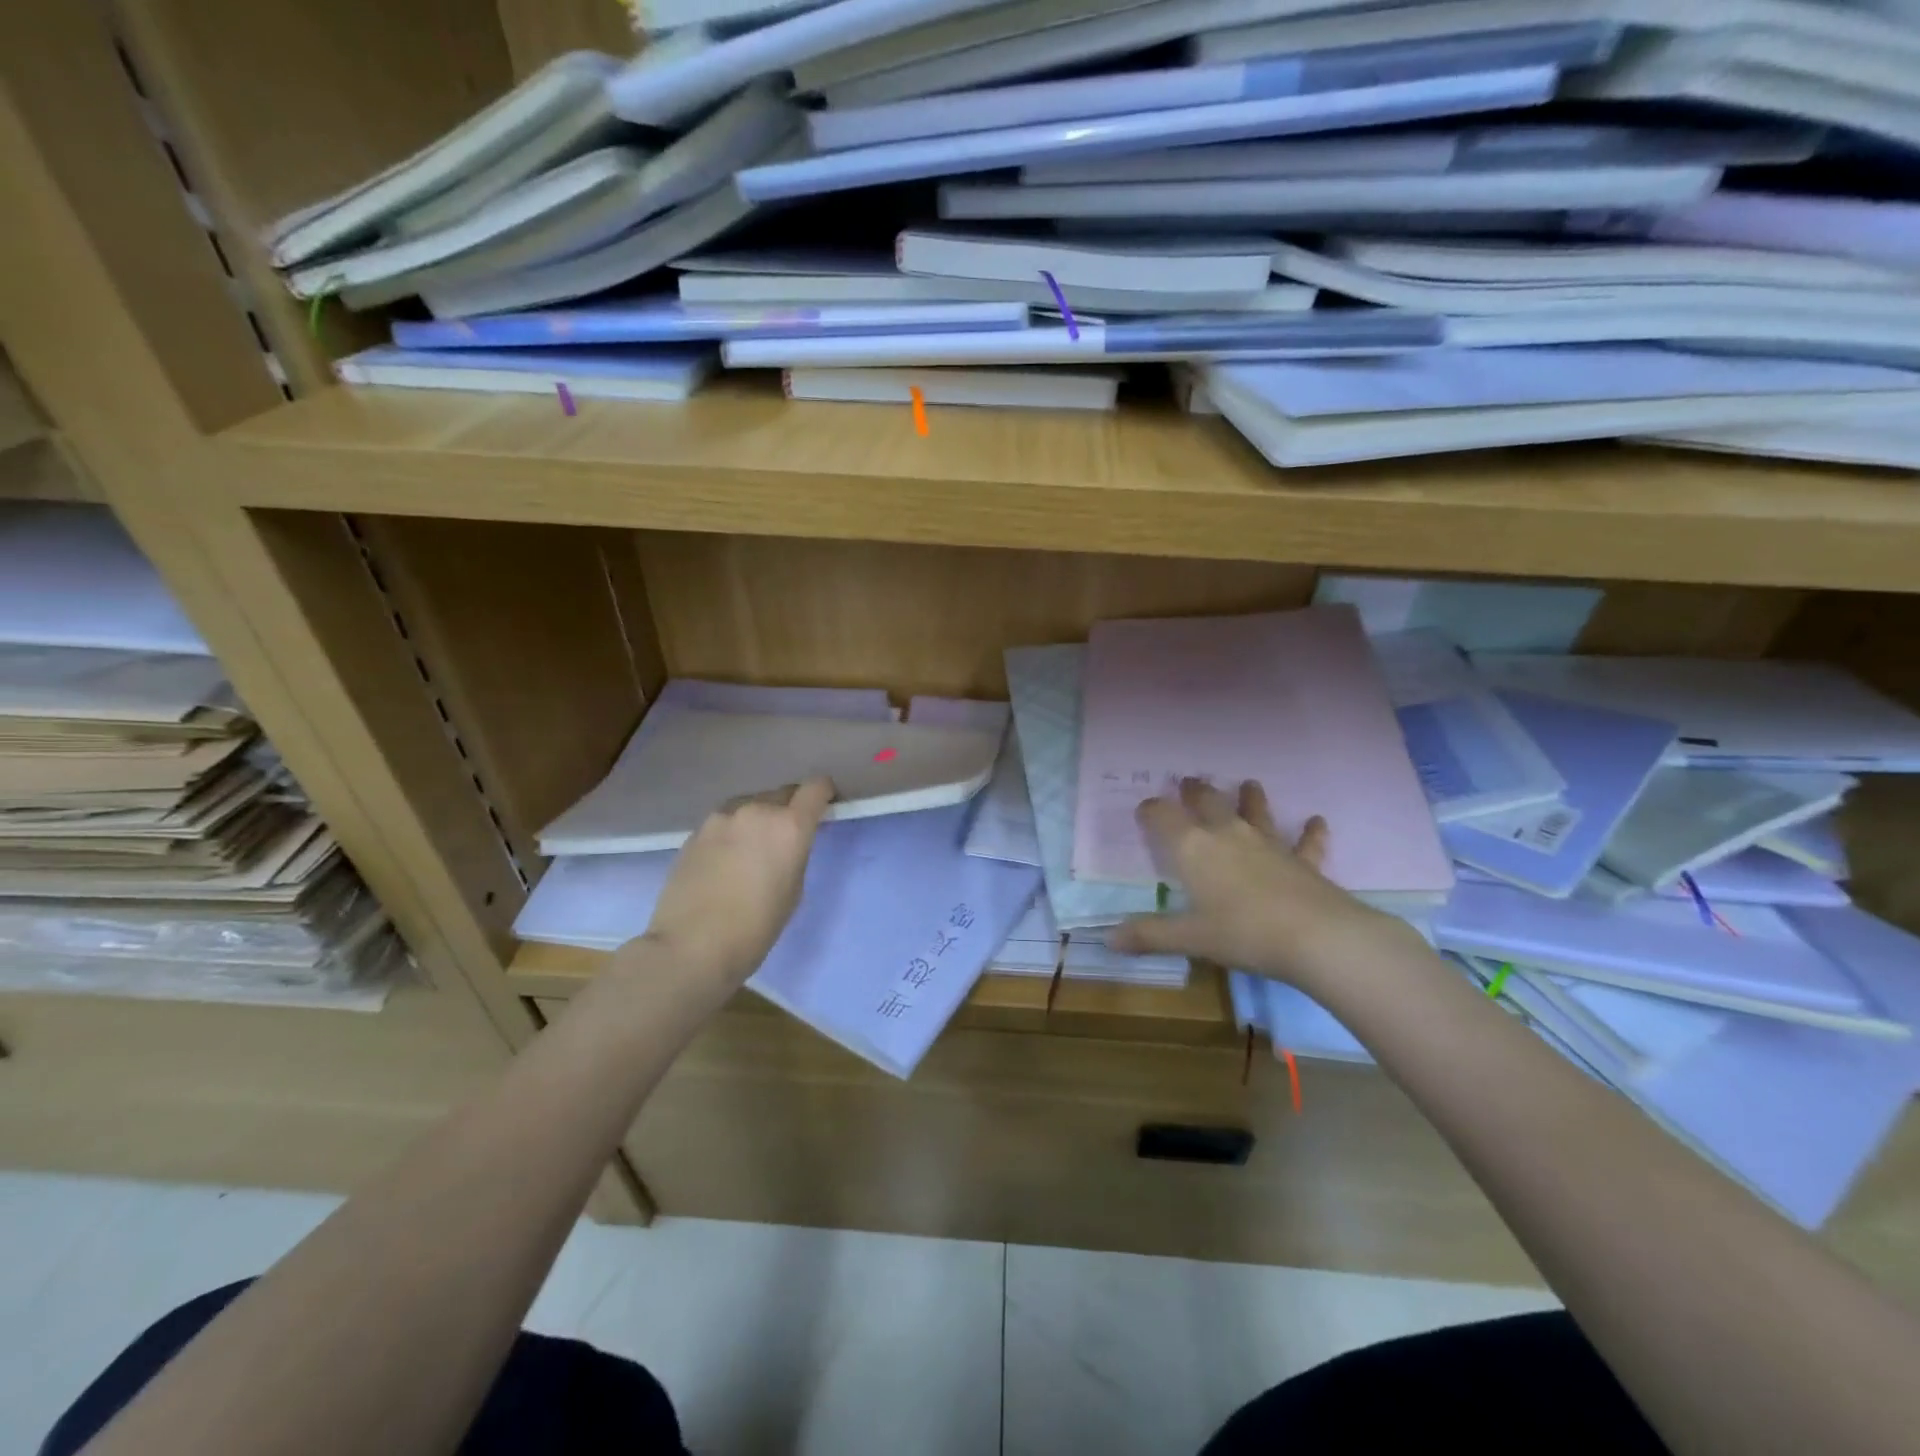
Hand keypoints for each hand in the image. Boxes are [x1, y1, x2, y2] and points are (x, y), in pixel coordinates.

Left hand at [634, 777, 834, 985]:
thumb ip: (794, 854)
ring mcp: (720, 818)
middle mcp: (756, 810)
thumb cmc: (755, 928)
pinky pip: (725, 822)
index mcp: (789, 826)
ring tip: (751, 850)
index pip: (815, 788)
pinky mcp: (695, 832)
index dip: (823, 793)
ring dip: (758, 818)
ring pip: (750, 805)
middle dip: (789, 809)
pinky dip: (732, 832)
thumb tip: (786, 844)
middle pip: (782, 794)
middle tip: (785, 838)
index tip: (824, 806)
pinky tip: (726, 861)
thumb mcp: (793, 890)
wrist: (691, 947)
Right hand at [1108, 778, 1402, 984]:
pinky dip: (1310, 832)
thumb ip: (1149, 935)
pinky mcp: (1302, 860)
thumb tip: (1109, 939)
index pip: (1163, 816)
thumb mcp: (1189, 938)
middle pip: (1208, 802)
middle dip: (1195, 792)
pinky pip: (1306, 842)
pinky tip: (1317, 821)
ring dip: (1250, 798)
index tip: (1144, 808)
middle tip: (1189, 782)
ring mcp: (1268, 844)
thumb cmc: (1242, 933)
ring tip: (1248, 784)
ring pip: (1255, 812)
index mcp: (1193, 848)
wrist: (1316, 936)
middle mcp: (1228, 835)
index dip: (1151, 810)